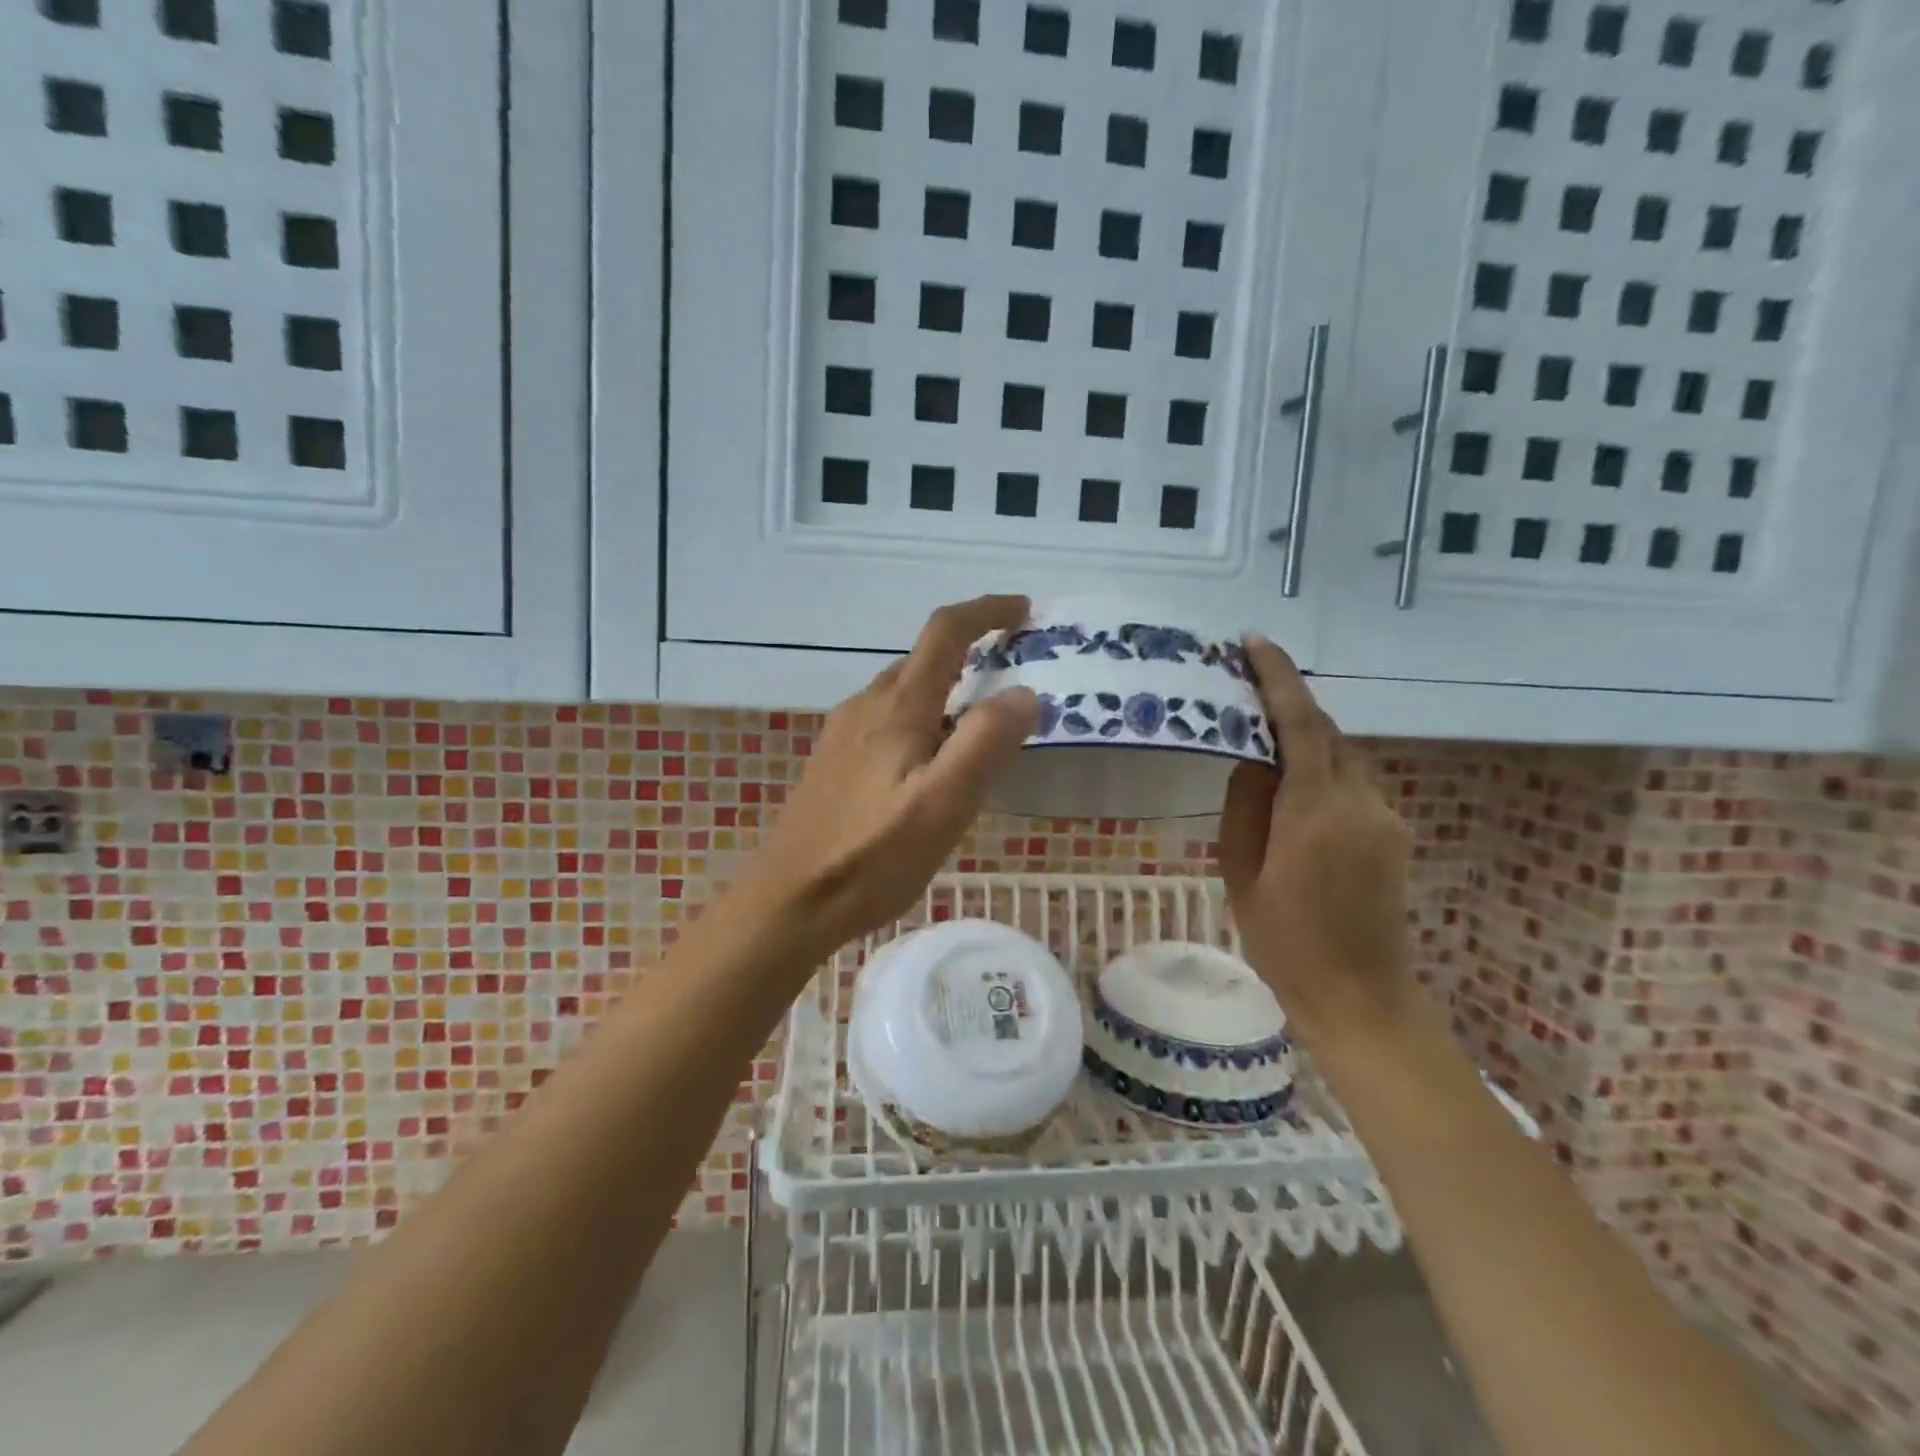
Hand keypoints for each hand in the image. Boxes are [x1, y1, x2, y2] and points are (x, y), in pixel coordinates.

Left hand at [741, 596, 1039, 956]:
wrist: (789, 901)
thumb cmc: (872, 856)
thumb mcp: (943, 804)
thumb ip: (985, 743)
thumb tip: (1024, 692)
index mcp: (897, 708)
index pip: (944, 633)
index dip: (986, 612)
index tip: (1023, 610)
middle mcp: (865, 707)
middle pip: (922, 660)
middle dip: (970, 654)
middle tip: (1012, 680)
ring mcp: (843, 735)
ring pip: (903, 693)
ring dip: (945, 692)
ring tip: (978, 731)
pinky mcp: (833, 763)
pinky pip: (886, 722)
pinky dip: (920, 721)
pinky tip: (928, 767)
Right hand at [1217, 635, 1415, 1046]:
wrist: (1360, 997)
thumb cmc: (1284, 941)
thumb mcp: (1241, 873)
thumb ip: (1245, 805)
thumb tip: (1252, 757)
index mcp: (1314, 811)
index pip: (1300, 724)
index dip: (1277, 678)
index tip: (1253, 643)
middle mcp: (1359, 801)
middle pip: (1325, 731)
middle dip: (1288, 703)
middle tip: (1244, 689)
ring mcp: (1384, 817)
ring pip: (1341, 754)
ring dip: (1305, 737)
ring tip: (1262, 738)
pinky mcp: (1394, 833)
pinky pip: (1352, 781)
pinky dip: (1321, 768)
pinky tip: (1294, 788)